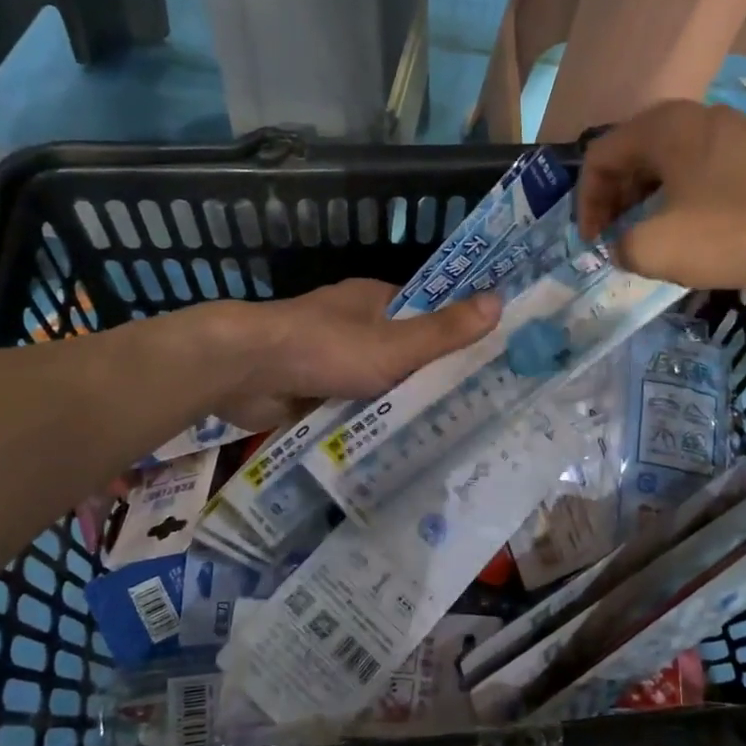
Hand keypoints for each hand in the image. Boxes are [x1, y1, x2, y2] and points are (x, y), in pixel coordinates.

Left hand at [206, 279, 500, 429]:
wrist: (245, 371)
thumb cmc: (325, 349)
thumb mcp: (395, 345)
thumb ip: (444, 331)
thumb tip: (500, 301)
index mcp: (374, 301)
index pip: (426, 314)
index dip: (454, 335)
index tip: (485, 364)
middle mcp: (353, 325)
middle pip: (401, 351)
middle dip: (427, 378)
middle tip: (471, 412)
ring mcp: (328, 357)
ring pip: (375, 382)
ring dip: (395, 403)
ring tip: (442, 436)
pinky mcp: (310, 387)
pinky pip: (349, 404)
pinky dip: (365, 420)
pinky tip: (393, 445)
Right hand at [577, 100, 745, 289]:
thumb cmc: (732, 231)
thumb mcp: (655, 248)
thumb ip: (620, 247)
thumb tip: (623, 246)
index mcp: (661, 128)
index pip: (599, 157)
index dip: (585, 202)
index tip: (593, 242)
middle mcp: (694, 118)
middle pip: (632, 156)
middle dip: (614, 201)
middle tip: (615, 239)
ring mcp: (732, 132)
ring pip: (668, 164)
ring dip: (647, 201)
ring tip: (649, 238)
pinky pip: (701, 171)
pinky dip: (681, 199)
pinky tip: (692, 231)